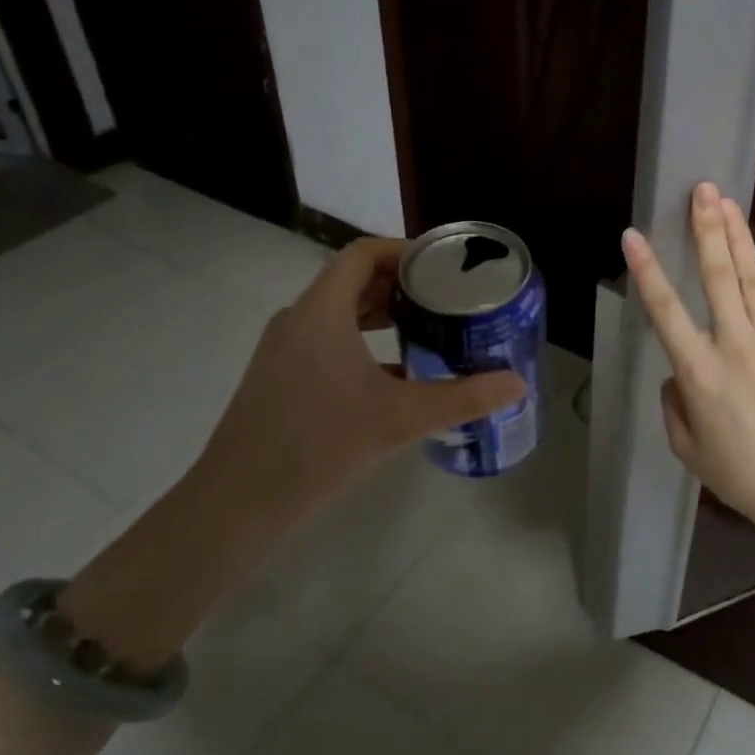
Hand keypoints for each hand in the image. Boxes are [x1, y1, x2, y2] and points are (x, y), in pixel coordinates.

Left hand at [61, 238, 523, 669]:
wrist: (238, 504)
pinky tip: (394, 376)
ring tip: (427, 330)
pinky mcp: (279, 378)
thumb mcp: (399, 418)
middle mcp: (298, 319)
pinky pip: (327, 341)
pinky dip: (362, 344)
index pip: (362, 254)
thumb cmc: (319, 445)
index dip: (404, 250)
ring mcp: (284, 349)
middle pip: (352, 280)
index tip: (444, 265)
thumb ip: (462, 398)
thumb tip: (517, 384)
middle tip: (446, 298)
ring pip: (339, 313)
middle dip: (401, 284)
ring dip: (382, 315)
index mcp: (321, 311)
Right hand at [622, 182, 754, 541]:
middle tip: (700, 189)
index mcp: (698, 370)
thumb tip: (677, 373)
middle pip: (716, 275)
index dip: (647, 270)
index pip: (664, 310)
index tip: (633, 235)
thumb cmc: (742, 474)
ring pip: (752, 276)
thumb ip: (673, 404)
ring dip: (737, 235)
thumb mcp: (687, 448)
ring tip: (725, 200)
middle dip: (705, 228)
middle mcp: (734, 344)